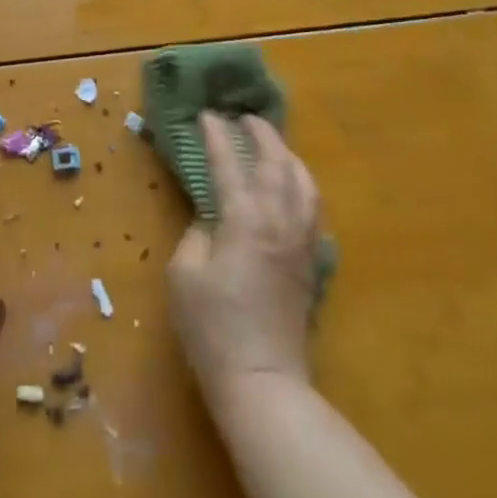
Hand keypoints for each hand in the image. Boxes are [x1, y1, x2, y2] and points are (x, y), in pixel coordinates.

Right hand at [168, 115, 321, 407]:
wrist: (263, 382)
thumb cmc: (213, 328)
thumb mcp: (184, 275)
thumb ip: (197, 234)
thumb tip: (212, 217)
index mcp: (245, 220)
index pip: (229, 164)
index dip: (216, 136)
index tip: (205, 115)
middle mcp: (280, 221)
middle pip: (277, 163)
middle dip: (261, 134)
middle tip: (244, 118)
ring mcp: (301, 242)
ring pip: (304, 183)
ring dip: (287, 156)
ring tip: (271, 146)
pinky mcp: (311, 263)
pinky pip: (313, 209)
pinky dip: (301, 186)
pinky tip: (291, 189)